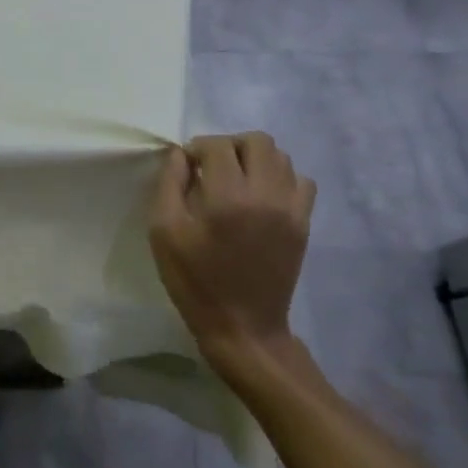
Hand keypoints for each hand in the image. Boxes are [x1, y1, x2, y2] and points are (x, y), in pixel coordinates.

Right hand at [149, 133, 315, 368]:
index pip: (217, 146)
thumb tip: (179, 156)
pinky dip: (280, 178)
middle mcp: (266, 195)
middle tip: (210, 167)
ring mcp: (291, 209)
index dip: (195, 149)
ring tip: (234, 180)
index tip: (184, 167)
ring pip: (281, 158)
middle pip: (256, 141)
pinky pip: (301, 182)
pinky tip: (260, 196)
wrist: (242, 326)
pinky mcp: (303, 224)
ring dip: (254, 159)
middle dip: (228, 145)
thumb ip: (169, 185)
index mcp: (228, 197)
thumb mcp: (163, 232)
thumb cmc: (194, 279)